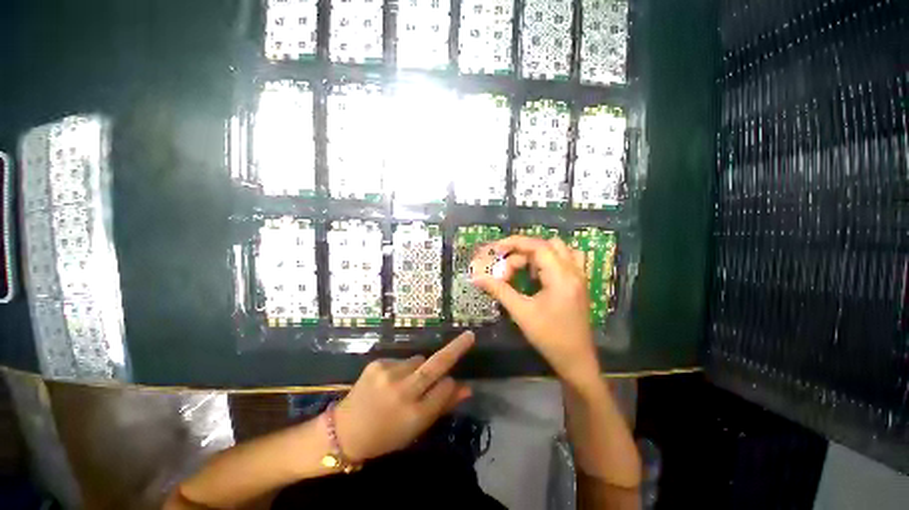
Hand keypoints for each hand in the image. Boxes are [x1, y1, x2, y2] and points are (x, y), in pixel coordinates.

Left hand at [333, 332, 474, 461]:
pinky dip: (402, 368)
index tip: (450, 386)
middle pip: (436, 365)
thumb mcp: (418, 428)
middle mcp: (404, 391)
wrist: (347, 431)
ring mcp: (388, 375)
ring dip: (420, 368)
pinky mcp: (375, 365)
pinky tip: (391, 382)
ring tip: (408, 384)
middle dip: (455, 349)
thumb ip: (443, 407)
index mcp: (417, 413)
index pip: (446, 387)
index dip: (450, 386)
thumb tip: (467, 388)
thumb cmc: (387, 436)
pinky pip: (400, 360)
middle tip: (469, 336)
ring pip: (418, 360)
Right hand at [472, 236, 599, 386]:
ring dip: (541, 255)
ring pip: (561, 250)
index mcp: (561, 276)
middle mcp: (574, 271)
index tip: (496, 250)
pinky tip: (541, 278)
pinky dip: (553, 262)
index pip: (538, 246)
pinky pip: (569, 261)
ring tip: (526, 272)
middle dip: (525, 251)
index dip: (515, 244)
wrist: (575, 358)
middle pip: (549, 245)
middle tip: (507, 269)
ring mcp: (580, 277)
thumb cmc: (549, 337)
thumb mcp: (522, 314)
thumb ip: (500, 291)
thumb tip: (477, 277)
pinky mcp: (581, 285)